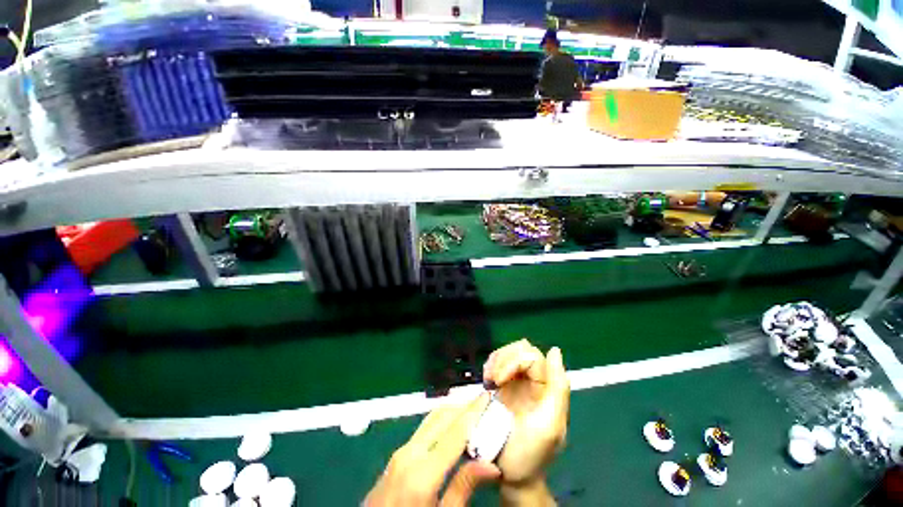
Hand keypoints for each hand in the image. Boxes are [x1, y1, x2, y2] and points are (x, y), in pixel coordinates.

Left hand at [365, 393, 500, 506]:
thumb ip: (463, 489)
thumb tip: (491, 465)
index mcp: (421, 473)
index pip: (455, 431)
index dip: (473, 411)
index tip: (487, 396)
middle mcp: (410, 453)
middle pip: (442, 417)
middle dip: (464, 406)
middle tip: (483, 404)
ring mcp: (400, 451)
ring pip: (432, 418)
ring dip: (453, 411)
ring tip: (472, 411)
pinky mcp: (397, 454)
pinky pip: (424, 428)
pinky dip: (441, 421)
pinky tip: (452, 428)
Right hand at [483, 340, 569, 485]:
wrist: (509, 477)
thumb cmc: (530, 454)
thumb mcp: (549, 425)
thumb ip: (558, 388)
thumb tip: (555, 350)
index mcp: (547, 388)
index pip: (532, 356)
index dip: (514, 361)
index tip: (500, 381)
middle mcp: (534, 381)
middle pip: (520, 349)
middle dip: (503, 360)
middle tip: (493, 381)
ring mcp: (517, 382)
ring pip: (508, 353)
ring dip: (496, 362)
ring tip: (489, 380)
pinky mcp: (503, 386)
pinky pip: (498, 363)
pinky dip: (490, 365)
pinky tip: (487, 380)